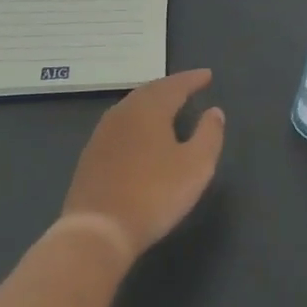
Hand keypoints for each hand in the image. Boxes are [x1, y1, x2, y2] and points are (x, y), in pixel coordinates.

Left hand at [62, 70, 224, 257]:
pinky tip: (140, 132)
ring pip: (132, 106)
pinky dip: (137, 119)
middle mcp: (124, 112)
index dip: (193, 79)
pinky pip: (120, 123)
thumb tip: (215, 111)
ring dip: (152, 101)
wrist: (97, 230)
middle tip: (188, 86)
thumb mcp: (195, 166)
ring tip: (167, 105)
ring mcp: (103, 132)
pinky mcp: (91, 153)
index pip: (175, 85)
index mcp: (150, 109)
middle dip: (171, 86)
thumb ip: (209, 135)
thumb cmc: (154, 195)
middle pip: (150, 90)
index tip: (208, 75)